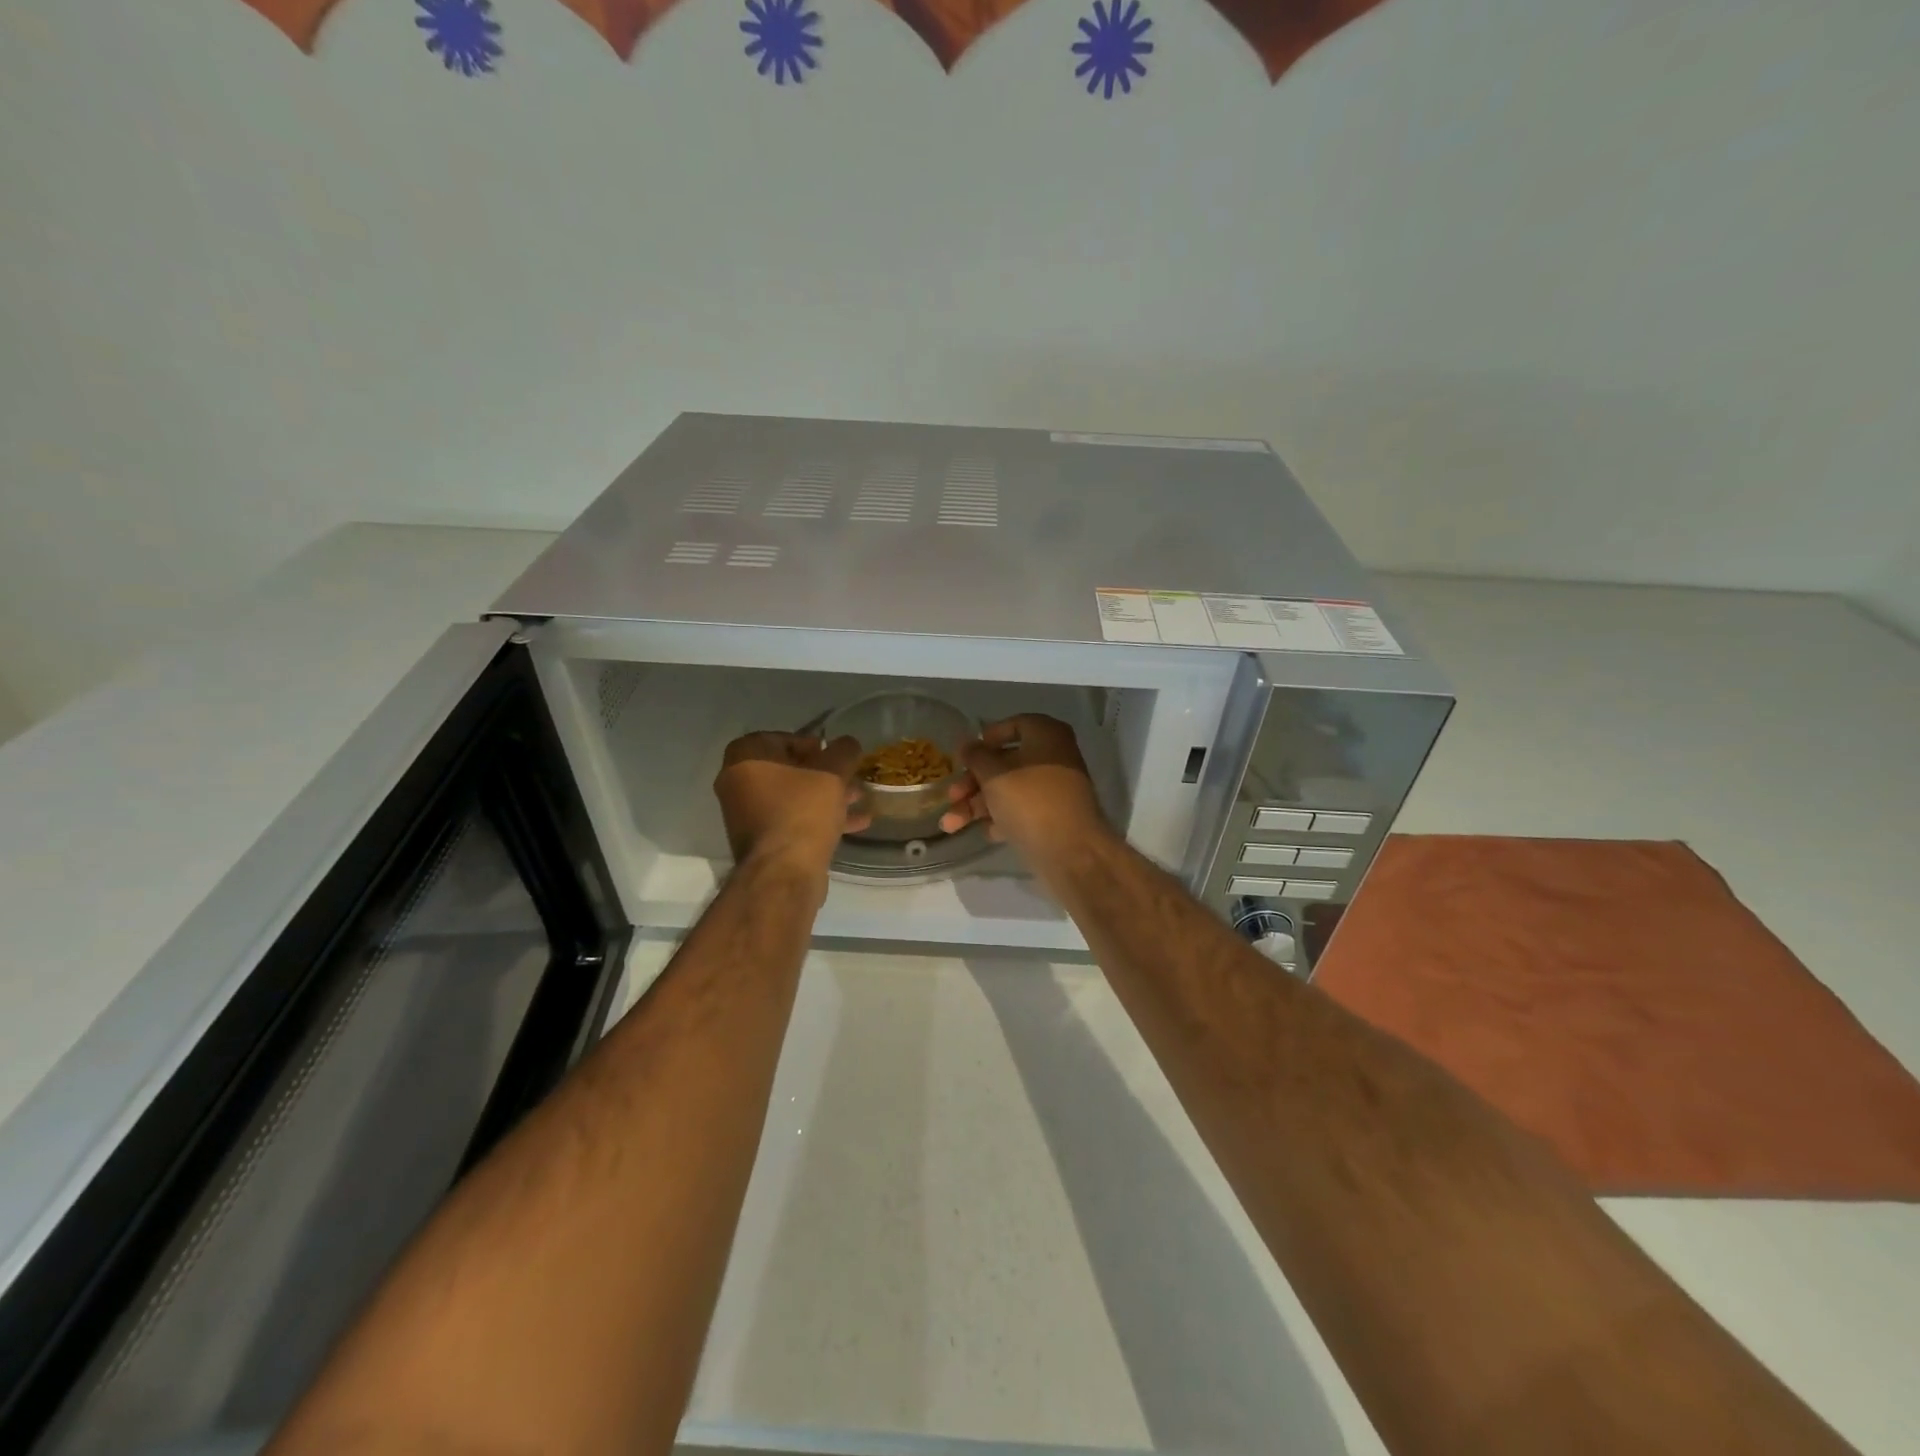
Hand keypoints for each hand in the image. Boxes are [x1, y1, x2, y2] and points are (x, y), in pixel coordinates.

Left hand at [714, 733, 870, 871]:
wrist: (783, 874)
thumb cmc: (802, 811)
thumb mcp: (832, 773)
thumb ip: (843, 751)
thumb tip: (847, 744)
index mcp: (744, 760)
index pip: (779, 738)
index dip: (811, 744)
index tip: (834, 755)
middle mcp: (737, 785)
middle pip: (787, 770)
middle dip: (823, 773)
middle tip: (849, 776)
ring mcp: (747, 816)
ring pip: (792, 797)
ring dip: (825, 796)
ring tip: (859, 799)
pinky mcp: (761, 842)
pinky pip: (792, 821)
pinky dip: (818, 819)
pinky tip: (854, 825)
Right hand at [938, 715, 1111, 861]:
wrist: (1071, 852)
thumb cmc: (1030, 801)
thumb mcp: (994, 774)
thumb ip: (976, 756)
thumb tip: (967, 745)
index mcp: (1046, 735)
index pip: (1013, 725)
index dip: (986, 739)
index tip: (965, 756)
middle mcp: (1054, 757)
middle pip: (1005, 763)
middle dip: (972, 782)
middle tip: (951, 796)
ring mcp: (1054, 790)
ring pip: (1009, 790)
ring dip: (977, 805)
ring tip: (950, 825)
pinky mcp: (1052, 818)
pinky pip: (1021, 811)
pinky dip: (1001, 819)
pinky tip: (986, 833)